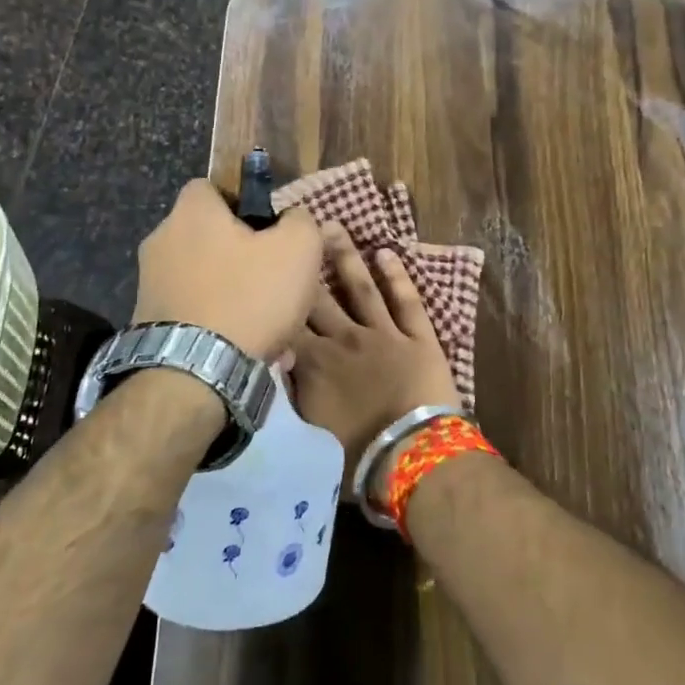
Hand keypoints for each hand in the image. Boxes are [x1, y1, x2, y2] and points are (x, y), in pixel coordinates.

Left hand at [133, 180, 322, 360]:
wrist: (195, 373)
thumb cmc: (249, 297)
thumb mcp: (299, 248)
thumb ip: (300, 221)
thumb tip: (290, 219)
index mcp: (191, 212)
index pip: (213, 188)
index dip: (245, 204)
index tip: (270, 232)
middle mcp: (161, 240)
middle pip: (212, 238)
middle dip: (245, 259)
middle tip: (277, 285)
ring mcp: (150, 284)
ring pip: (208, 281)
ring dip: (237, 298)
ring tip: (270, 329)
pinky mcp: (147, 323)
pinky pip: (195, 314)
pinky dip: (220, 326)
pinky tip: (247, 350)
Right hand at [289, 224, 458, 490]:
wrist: (411, 456)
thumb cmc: (355, 456)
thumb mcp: (307, 430)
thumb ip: (291, 392)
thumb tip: (277, 363)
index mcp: (314, 362)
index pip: (288, 321)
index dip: (276, 294)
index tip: (265, 267)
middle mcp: (344, 338)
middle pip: (319, 296)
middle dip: (304, 264)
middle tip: (293, 231)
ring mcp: (383, 334)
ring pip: (360, 288)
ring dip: (346, 257)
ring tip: (334, 227)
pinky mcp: (418, 338)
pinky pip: (406, 301)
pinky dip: (397, 276)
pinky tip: (387, 253)